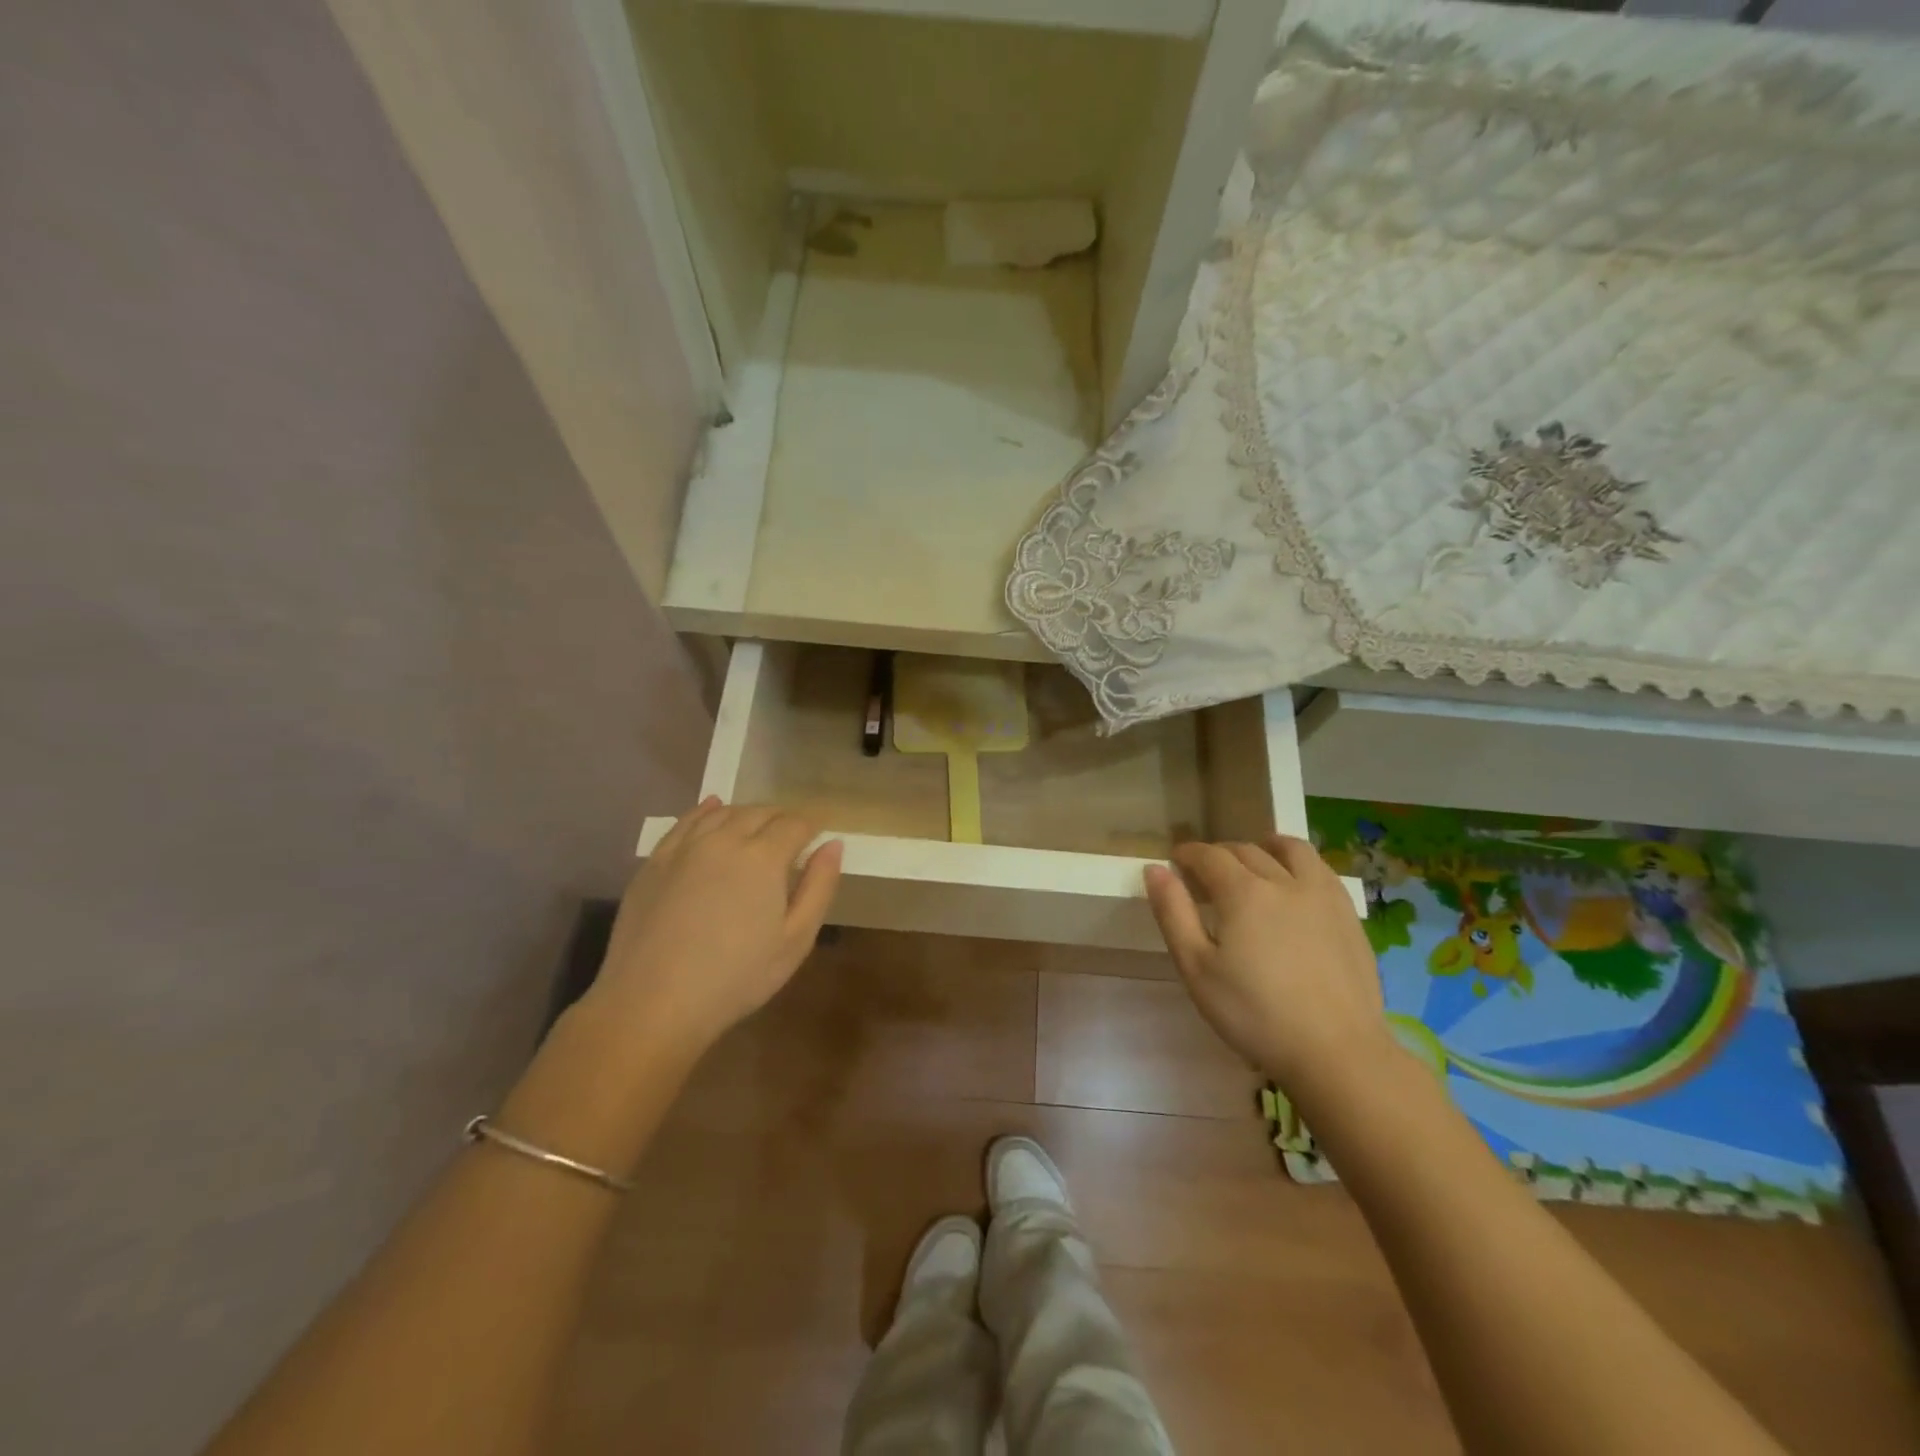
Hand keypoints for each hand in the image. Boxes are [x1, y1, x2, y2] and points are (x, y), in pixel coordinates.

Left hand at [588, 799, 842, 1055]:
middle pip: (760, 812)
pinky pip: (686, 822)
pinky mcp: (655, 860)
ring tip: (757, 827)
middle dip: (782, 818)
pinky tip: (712, 807)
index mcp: (764, 857)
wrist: (652, 1002)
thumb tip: (833, 844)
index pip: (796, 824)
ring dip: (747, 814)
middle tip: (792, 835)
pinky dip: (705, 810)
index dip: (812, 826)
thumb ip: (819, 886)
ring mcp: (686, 847)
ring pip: (723, 812)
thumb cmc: (736, 977)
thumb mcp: (796, 940)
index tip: (819, 835)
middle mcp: (725, 839)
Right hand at [1144, 835, 1394, 1097]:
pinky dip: (1299, 864)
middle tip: (1205, 875)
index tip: (1175, 862)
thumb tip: (1155, 869)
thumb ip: (1173, 914)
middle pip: (1245, 851)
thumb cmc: (1254, 1014)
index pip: (1208, 856)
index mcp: (1243, 892)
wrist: (1337, 1052)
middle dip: (1219, 855)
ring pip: (1290, 850)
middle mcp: (1283, 881)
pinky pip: (1320, 869)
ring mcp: (1322, 895)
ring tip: (1254, 860)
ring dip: (1264, 847)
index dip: (1187, 854)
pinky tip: (1294, 883)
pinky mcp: (1349, 914)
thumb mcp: (1197, 968)